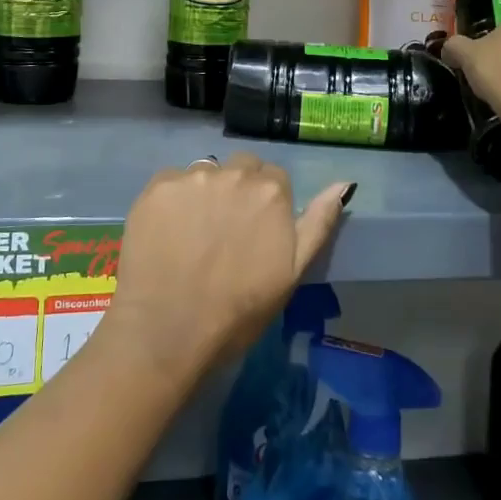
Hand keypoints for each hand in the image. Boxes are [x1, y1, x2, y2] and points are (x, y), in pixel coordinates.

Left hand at [105, 155, 350, 387]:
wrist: (169, 331)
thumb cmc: (239, 310)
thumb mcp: (293, 272)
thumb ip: (318, 222)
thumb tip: (343, 183)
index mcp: (270, 191)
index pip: (273, 178)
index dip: (265, 204)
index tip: (254, 232)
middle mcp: (233, 173)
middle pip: (240, 168)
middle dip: (237, 190)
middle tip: (224, 231)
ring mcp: (191, 177)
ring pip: (206, 172)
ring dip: (206, 192)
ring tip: (194, 233)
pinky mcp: (156, 187)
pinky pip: (172, 181)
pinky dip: (173, 201)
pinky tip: (168, 232)